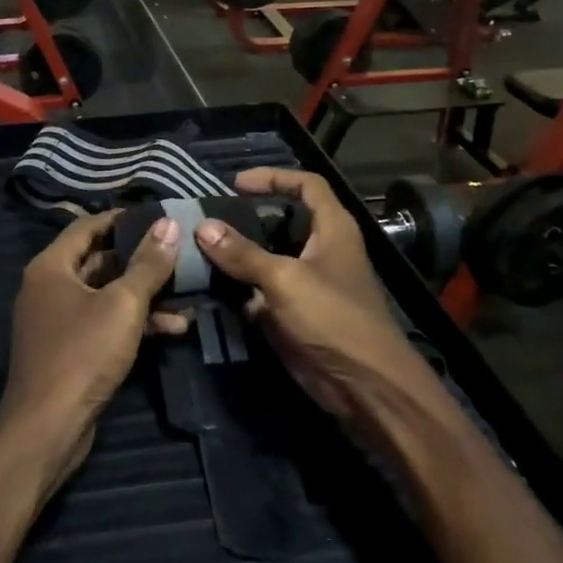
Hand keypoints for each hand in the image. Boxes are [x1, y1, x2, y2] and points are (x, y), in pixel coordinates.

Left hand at [3, 212, 181, 490]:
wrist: (48, 427)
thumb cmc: (82, 354)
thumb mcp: (123, 305)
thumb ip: (148, 264)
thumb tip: (169, 223)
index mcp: (51, 266)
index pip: (87, 226)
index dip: (122, 219)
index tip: (159, 216)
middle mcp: (50, 286)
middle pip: (100, 260)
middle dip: (142, 259)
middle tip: (181, 252)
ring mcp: (59, 320)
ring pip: (107, 294)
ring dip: (145, 295)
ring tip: (188, 294)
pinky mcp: (71, 349)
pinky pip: (106, 323)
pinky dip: (135, 322)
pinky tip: (175, 327)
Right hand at [190, 169, 419, 418]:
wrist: (363, 385)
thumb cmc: (333, 318)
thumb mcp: (284, 279)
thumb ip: (242, 253)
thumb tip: (202, 227)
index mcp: (333, 229)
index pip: (307, 186)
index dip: (274, 177)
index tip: (236, 183)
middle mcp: (321, 251)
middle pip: (282, 222)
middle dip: (247, 217)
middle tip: (209, 217)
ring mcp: (307, 284)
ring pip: (267, 258)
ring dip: (237, 255)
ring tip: (199, 247)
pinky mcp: (294, 314)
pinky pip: (261, 292)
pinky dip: (238, 288)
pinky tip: (208, 286)